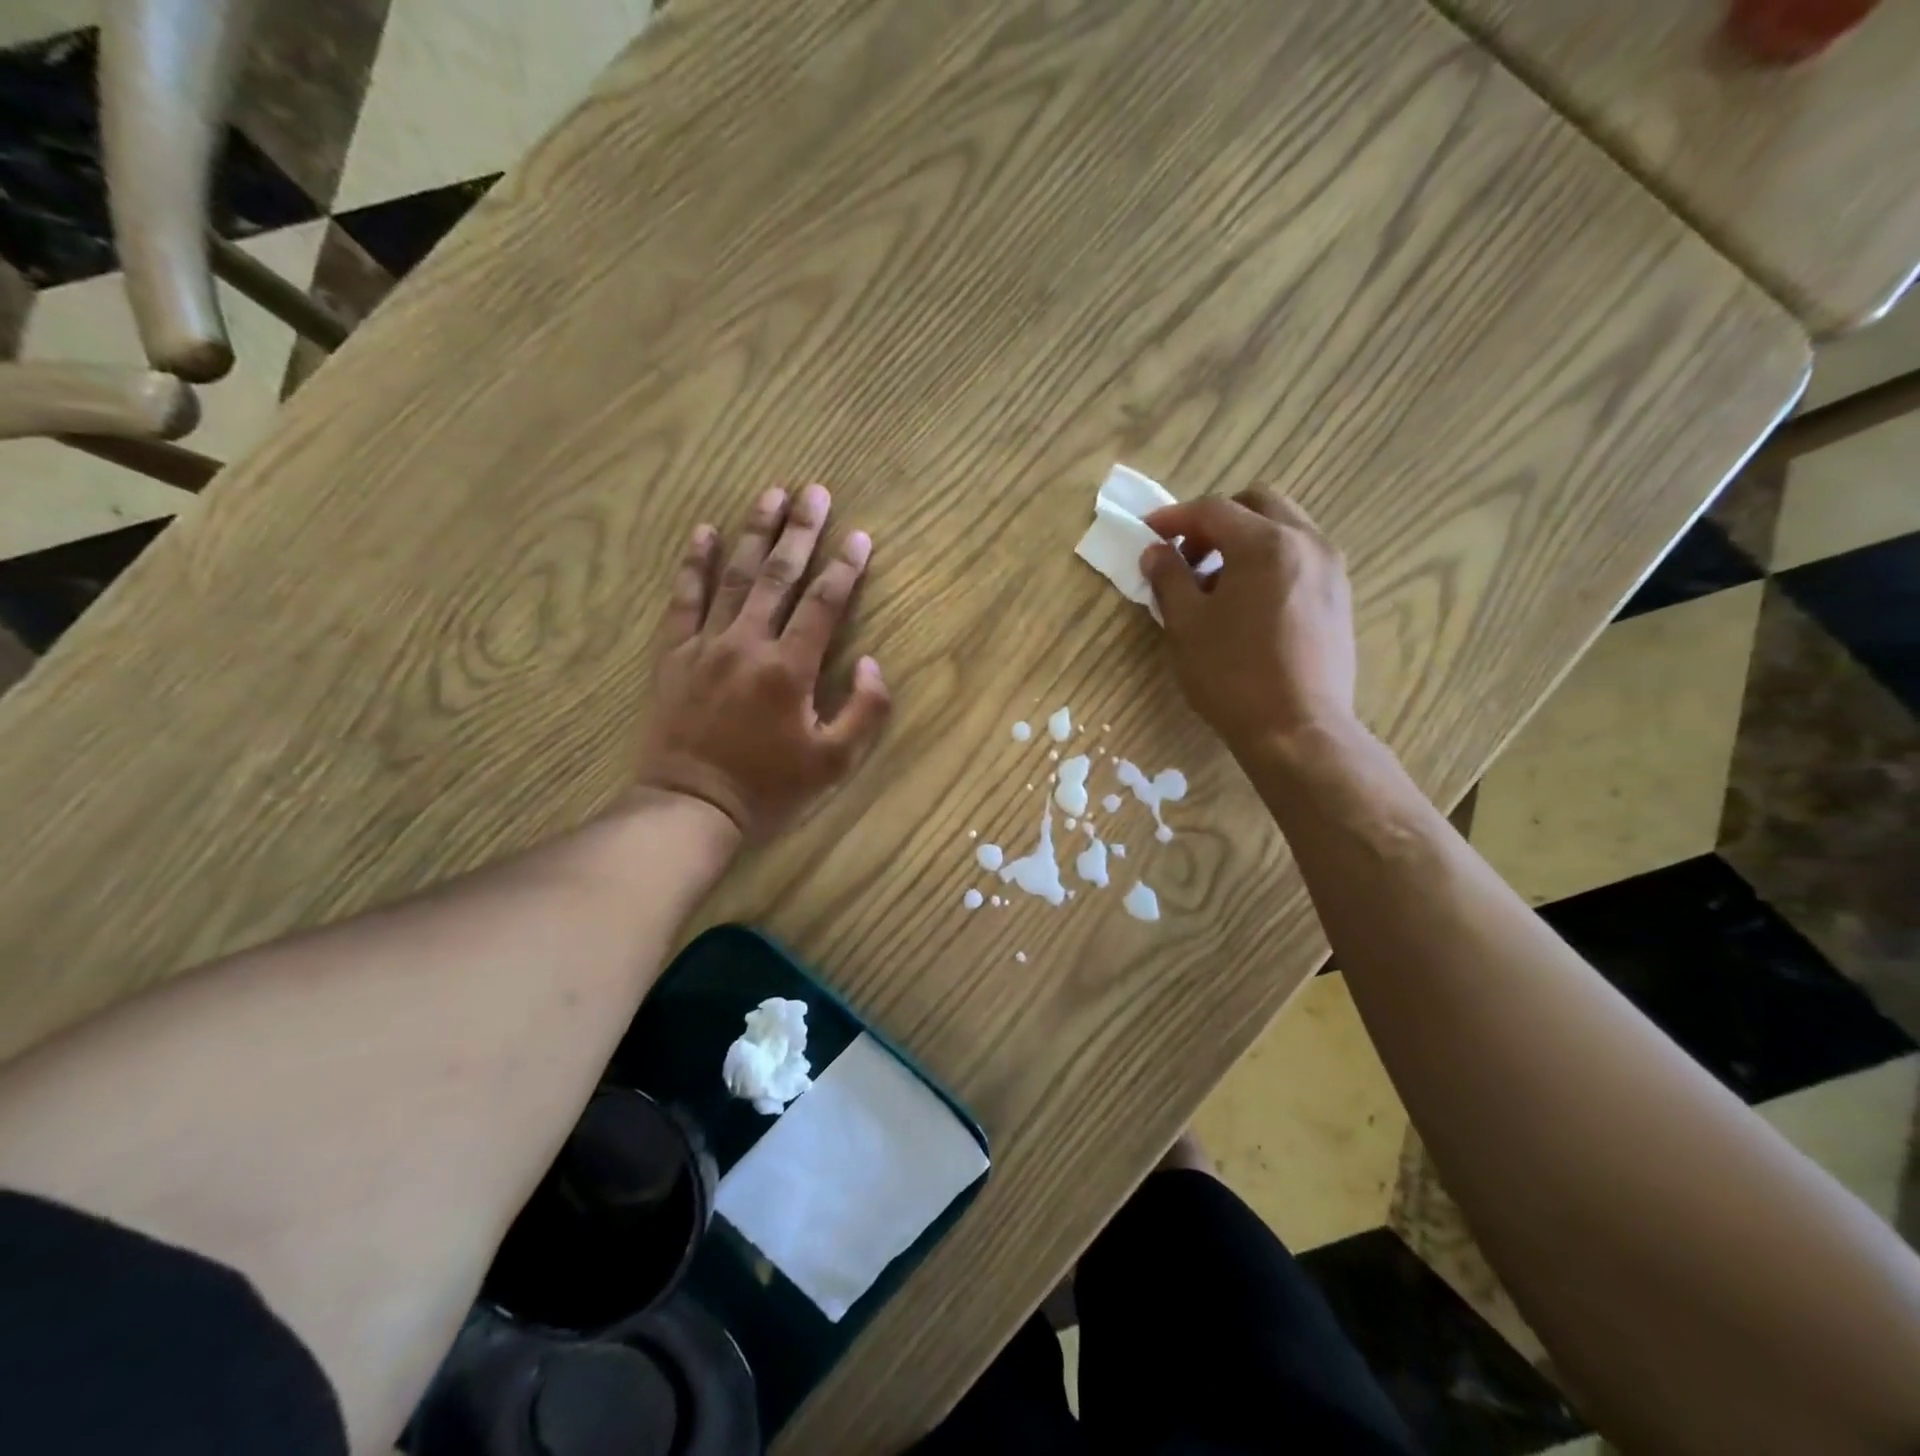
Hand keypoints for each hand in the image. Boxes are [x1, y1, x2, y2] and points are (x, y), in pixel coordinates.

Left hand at [637, 484, 891, 840]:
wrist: (690, 807)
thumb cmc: (768, 789)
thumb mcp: (834, 763)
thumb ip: (865, 711)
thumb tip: (871, 663)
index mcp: (789, 669)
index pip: (824, 604)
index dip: (845, 568)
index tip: (860, 535)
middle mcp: (748, 644)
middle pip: (778, 576)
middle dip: (801, 531)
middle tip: (815, 491)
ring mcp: (705, 645)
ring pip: (733, 576)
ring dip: (753, 532)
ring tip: (770, 494)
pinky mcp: (673, 655)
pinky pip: (683, 599)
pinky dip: (692, 564)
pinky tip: (701, 533)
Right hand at [1139, 490, 1356, 756]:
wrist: (1297, 729)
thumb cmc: (1232, 676)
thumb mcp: (1186, 625)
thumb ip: (1168, 578)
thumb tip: (1156, 552)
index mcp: (1265, 544)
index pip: (1213, 510)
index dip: (1174, 517)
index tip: (1148, 532)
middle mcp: (1306, 542)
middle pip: (1257, 504)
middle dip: (1216, 521)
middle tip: (1187, 555)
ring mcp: (1330, 568)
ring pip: (1284, 528)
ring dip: (1245, 540)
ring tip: (1216, 583)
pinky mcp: (1339, 596)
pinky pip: (1300, 557)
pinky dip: (1269, 560)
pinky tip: (1248, 602)